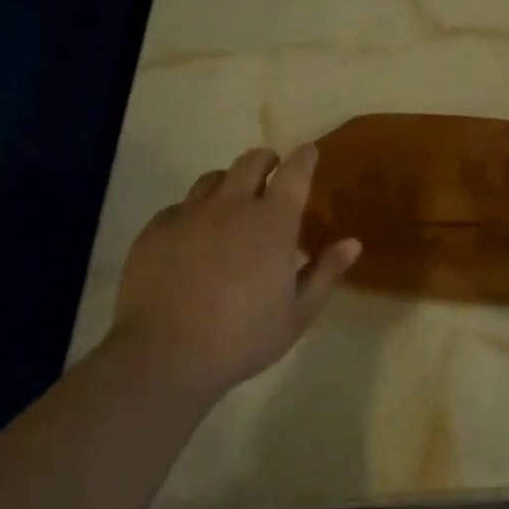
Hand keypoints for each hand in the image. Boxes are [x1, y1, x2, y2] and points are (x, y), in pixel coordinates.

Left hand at [110, 143, 361, 399]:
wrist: (163, 355)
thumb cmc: (241, 338)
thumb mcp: (297, 314)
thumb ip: (325, 272)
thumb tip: (352, 242)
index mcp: (272, 222)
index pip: (294, 172)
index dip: (305, 157)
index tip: (309, 152)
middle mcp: (231, 205)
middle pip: (251, 161)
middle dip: (266, 160)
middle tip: (272, 171)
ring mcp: (189, 214)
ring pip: (211, 179)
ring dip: (228, 183)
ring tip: (231, 202)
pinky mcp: (155, 230)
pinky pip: (178, 207)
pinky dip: (192, 212)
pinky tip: (192, 236)